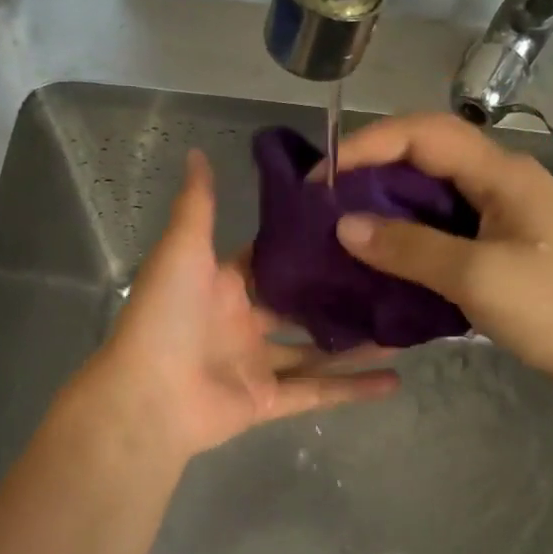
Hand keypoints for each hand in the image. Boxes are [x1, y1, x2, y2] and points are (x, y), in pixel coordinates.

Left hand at [77, 149, 398, 460]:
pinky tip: (395, 380)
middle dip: (340, 295)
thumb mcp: (182, 250)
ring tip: (405, 326)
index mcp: (222, 285)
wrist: (146, 397)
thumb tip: (197, 152)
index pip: (271, 259)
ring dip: (357, 343)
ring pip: (317, 351)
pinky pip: (317, 393)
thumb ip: (198, 206)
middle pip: (300, 306)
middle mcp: (242, 322)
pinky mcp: (267, 401)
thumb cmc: (166, 316)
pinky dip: (353, 389)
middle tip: (393, 276)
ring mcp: (256, 364)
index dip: (306, 244)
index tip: (353, 226)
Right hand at [331, 114, 552, 402]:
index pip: (423, 133)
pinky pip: (446, 230)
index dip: (367, 145)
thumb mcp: (479, 277)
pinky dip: (411, 239)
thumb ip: (410, 248)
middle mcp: (502, 183)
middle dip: (372, 175)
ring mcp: (506, 217)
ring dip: (389, 209)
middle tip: (326, 207)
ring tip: (345, 234)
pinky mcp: (505, 248)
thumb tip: (345, 226)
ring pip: (435, 197)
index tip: (322, 179)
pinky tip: (387, 263)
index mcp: (502, 174)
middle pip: (426, 159)